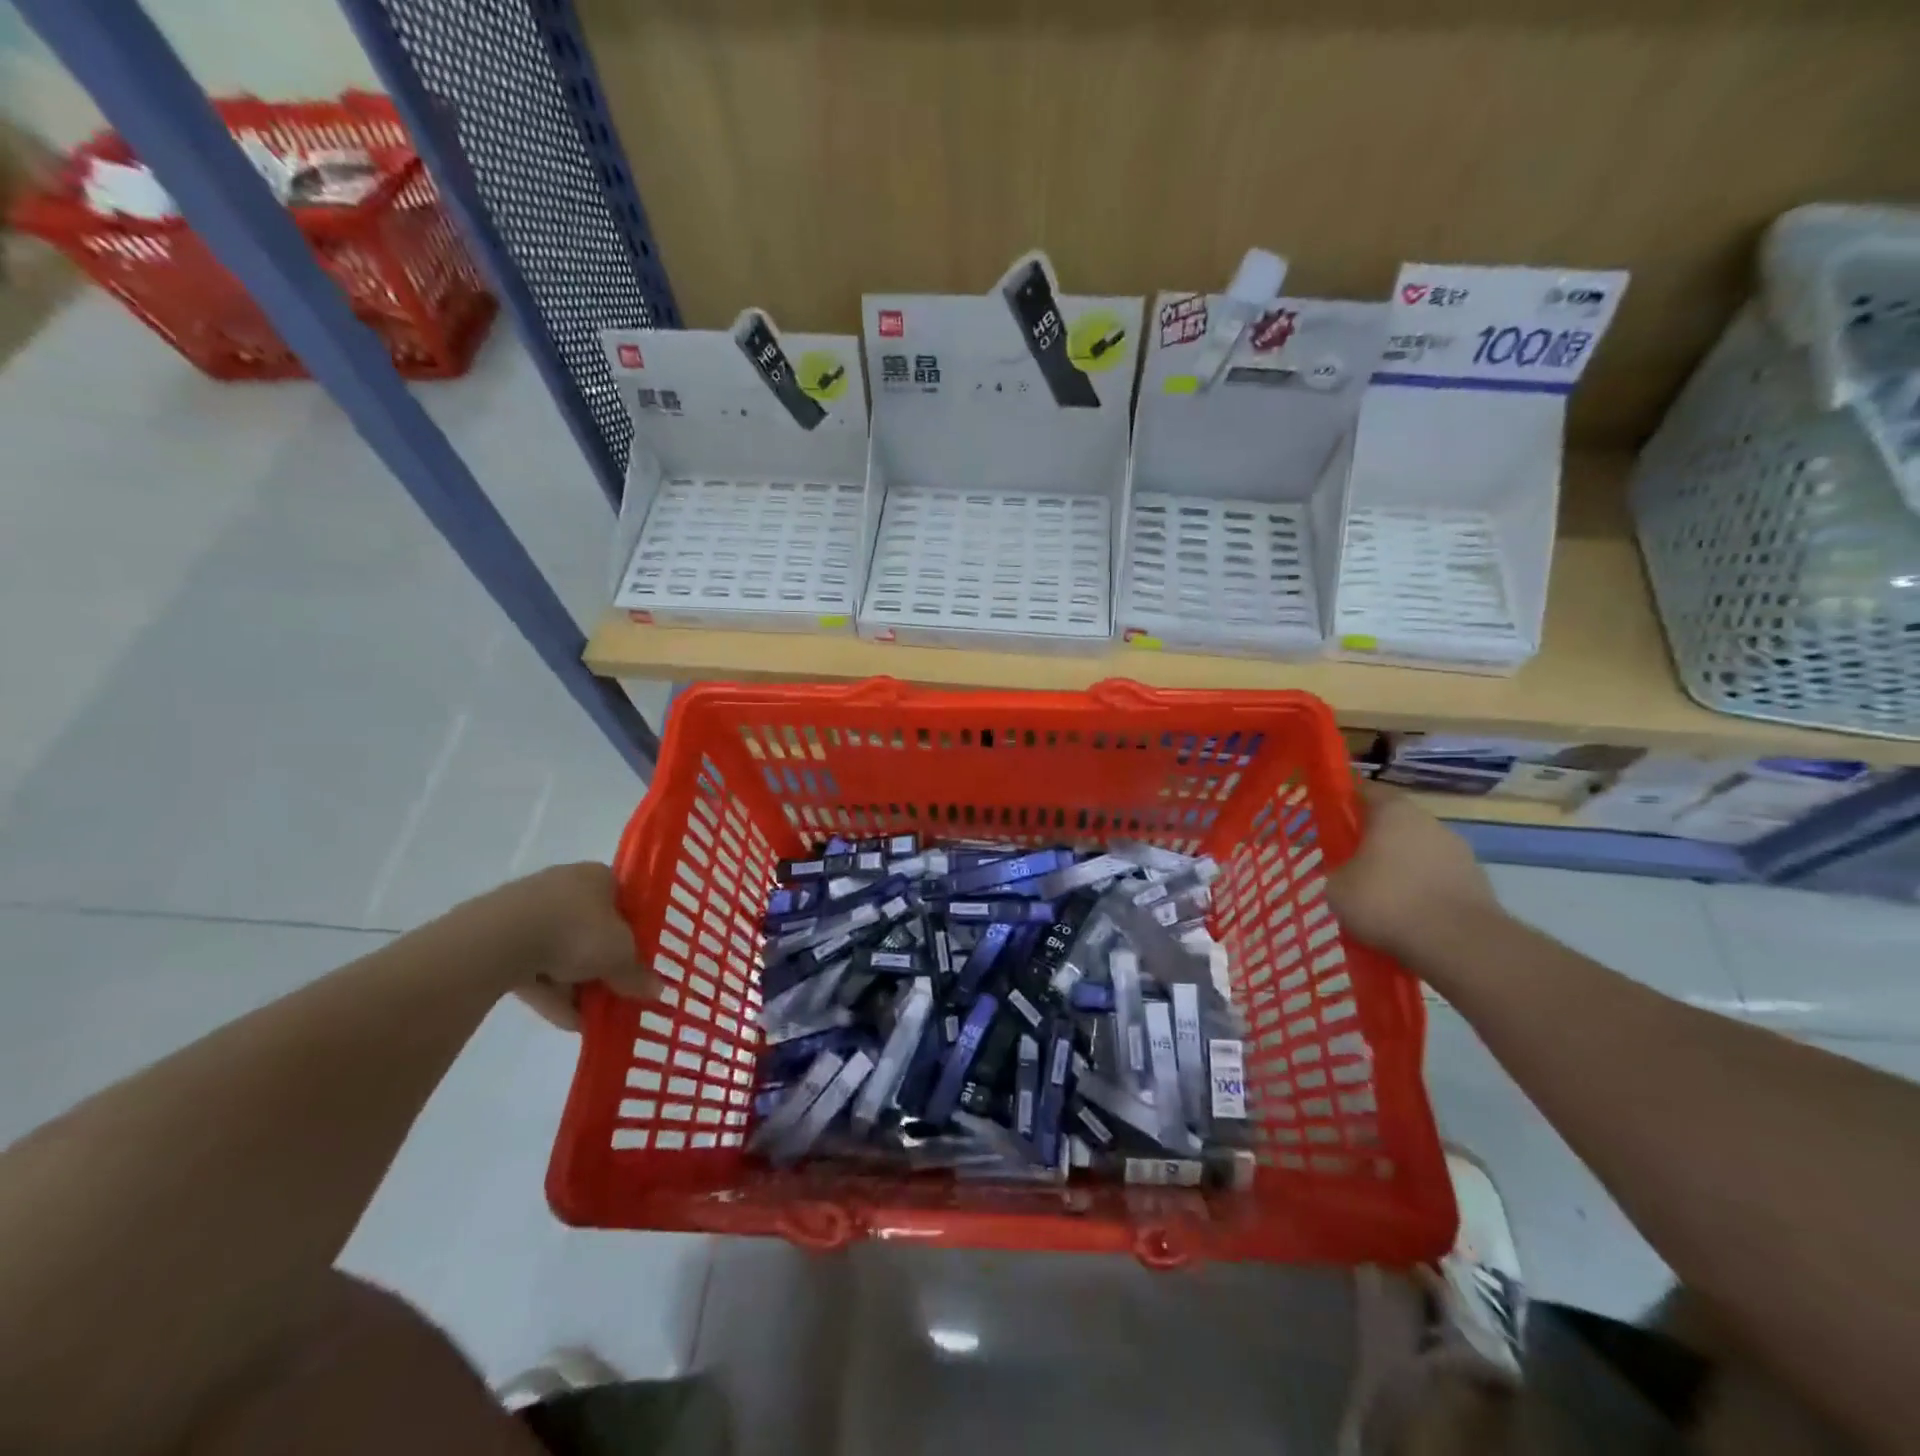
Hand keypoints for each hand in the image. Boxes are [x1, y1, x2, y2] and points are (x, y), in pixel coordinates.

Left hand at [468, 863, 654, 1029]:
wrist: (500, 938)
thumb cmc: (577, 931)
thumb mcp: (620, 955)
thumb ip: (637, 974)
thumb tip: (657, 991)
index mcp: (599, 877)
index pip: (624, 903)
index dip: (633, 934)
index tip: (637, 962)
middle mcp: (565, 885)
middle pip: (592, 930)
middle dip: (603, 965)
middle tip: (614, 993)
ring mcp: (529, 910)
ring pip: (561, 951)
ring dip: (577, 985)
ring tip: (589, 1019)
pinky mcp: (500, 937)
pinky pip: (534, 966)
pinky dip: (550, 992)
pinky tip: (564, 1020)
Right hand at [1328, 783, 1503, 964]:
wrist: (1459, 944)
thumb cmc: (1387, 901)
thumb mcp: (1337, 887)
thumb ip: (1337, 871)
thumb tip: (1346, 874)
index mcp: (1393, 812)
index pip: (1366, 791)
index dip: (1347, 802)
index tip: (1332, 818)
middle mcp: (1430, 822)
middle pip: (1395, 823)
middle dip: (1375, 840)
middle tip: (1352, 864)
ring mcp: (1460, 852)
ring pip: (1419, 853)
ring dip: (1402, 868)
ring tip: (1382, 899)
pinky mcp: (1478, 883)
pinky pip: (1438, 880)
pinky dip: (1423, 892)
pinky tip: (1409, 917)